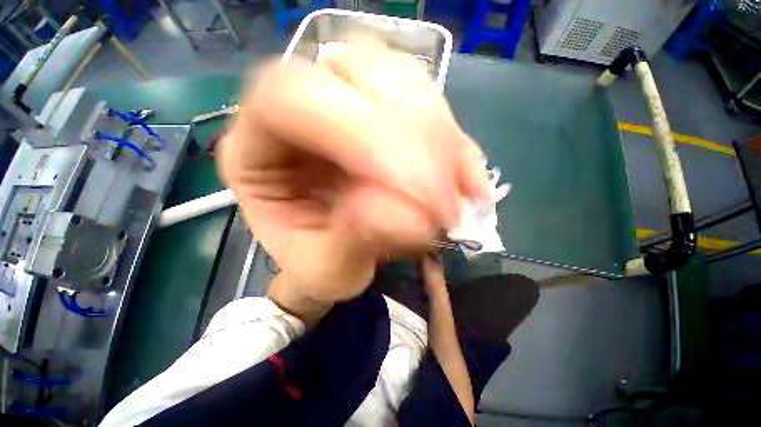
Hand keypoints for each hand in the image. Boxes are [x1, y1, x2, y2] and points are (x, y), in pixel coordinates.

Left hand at [219, 44, 488, 305]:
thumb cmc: (318, 269)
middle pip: (356, 69)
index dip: (356, 127)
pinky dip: (455, 144)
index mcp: (256, 150)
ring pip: (398, 78)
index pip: (289, 96)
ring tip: (456, 192)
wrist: (336, 262)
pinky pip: (428, 105)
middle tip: (444, 196)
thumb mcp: (329, 270)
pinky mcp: (383, 116)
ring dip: (438, 135)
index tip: (412, 185)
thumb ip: (358, 242)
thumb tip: (409, 216)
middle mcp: (297, 112)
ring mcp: (345, 105)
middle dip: (412, 130)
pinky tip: (467, 183)